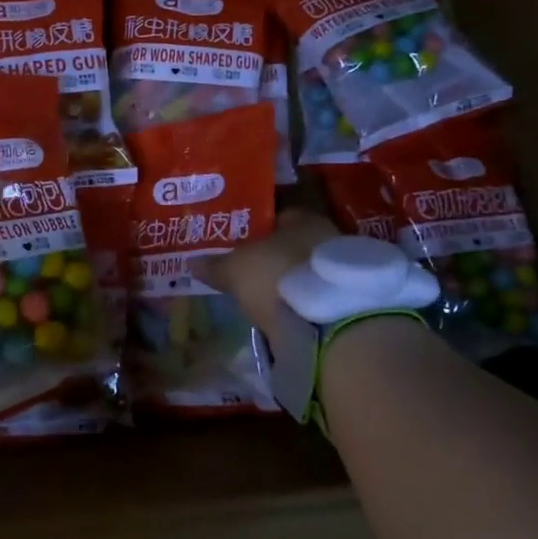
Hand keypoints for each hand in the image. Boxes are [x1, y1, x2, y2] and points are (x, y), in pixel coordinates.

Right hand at [193, 208, 339, 364]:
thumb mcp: (235, 269)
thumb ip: (214, 265)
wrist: (328, 323)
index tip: (240, 242)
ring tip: (266, 296)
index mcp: (304, 218)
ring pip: (306, 271)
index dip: (258, 228)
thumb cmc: (278, 276)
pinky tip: (285, 314)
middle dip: (275, 256)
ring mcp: (341, 271)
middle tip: (250, 269)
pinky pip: (316, 296)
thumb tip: (190, 262)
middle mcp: (328, 237)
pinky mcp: (347, 303)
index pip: (280, 215)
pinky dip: (302, 303)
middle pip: (294, 243)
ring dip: (290, 281)